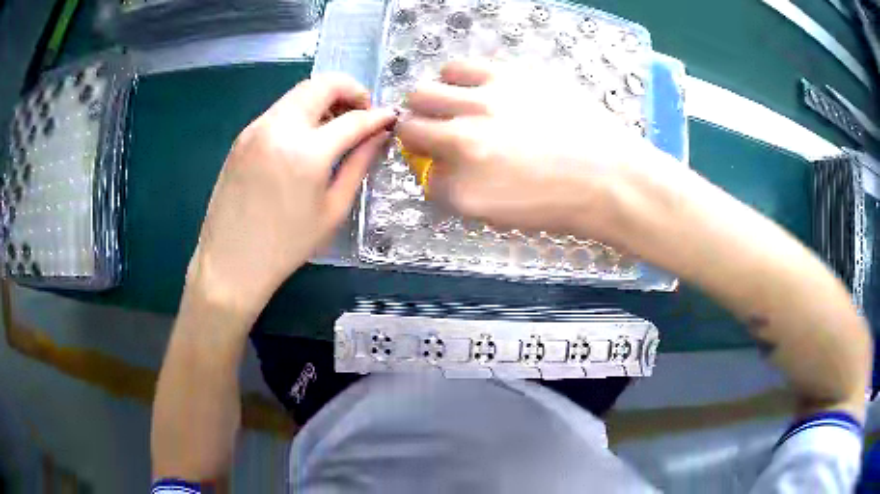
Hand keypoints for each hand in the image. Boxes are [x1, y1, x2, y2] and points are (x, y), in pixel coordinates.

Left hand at [186, 74, 394, 324]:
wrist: (230, 262)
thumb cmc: (286, 246)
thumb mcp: (332, 210)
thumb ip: (358, 165)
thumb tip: (378, 136)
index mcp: (307, 152)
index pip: (353, 118)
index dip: (378, 115)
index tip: (390, 118)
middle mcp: (279, 128)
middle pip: (323, 84)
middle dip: (351, 90)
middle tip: (361, 114)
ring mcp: (256, 128)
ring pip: (300, 92)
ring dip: (325, 99)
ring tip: (335, 128)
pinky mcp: (243, 136)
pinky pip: (280, 110)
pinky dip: (301, 112)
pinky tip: (305, 140)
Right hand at [397, 59, 661, 240]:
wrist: (610, 176)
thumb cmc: (561, 204)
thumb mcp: (501, 215)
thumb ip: (461, 192)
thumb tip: (442, 167)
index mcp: (463, 189)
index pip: (422, 175)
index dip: (429, 168)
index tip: (440, 163)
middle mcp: (463, 142)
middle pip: (409, 127)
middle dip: (416, 131)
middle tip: (435, 130)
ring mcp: (483, 104)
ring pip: (423, 92)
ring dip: (430, 101)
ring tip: (452, 104)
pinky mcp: (506, 76)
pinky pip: (458, 67)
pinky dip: (454, 77)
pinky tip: (471, 86)